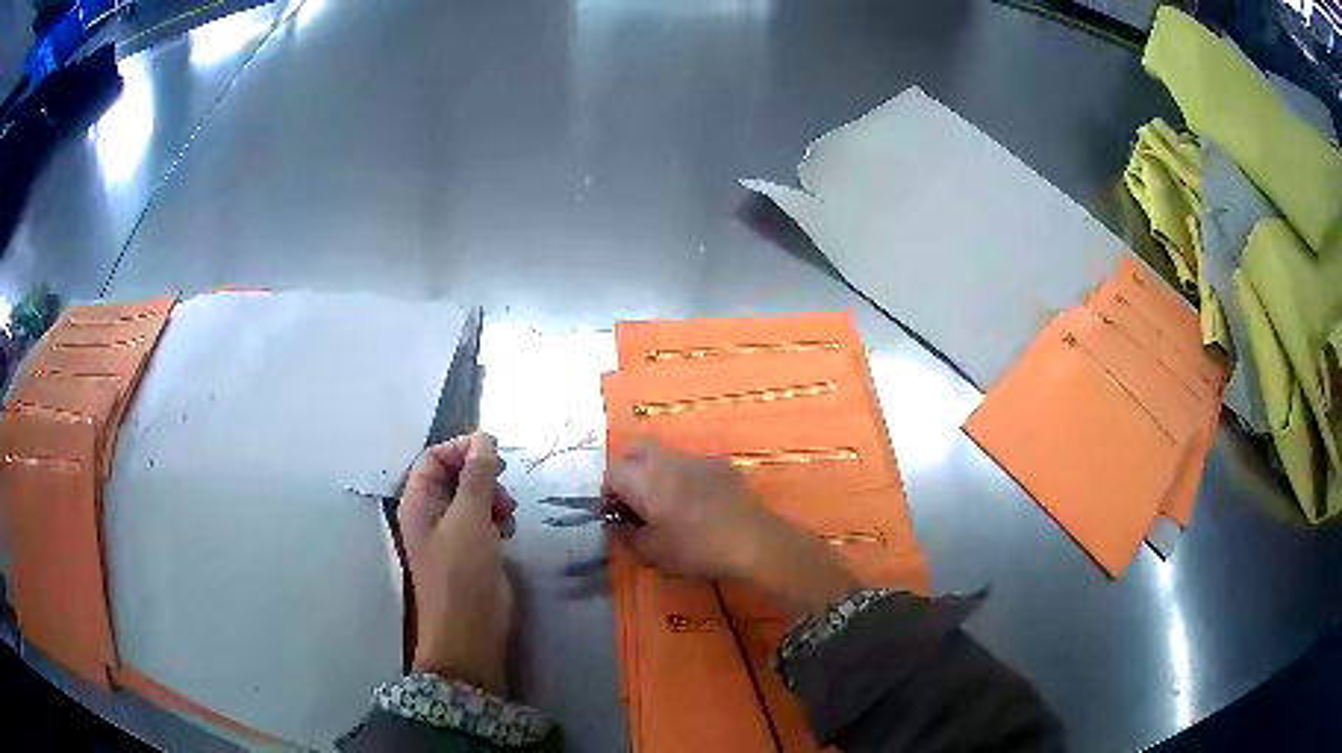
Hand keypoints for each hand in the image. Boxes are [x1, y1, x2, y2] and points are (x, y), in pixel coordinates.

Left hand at [399, 432, 516, 694]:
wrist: (470, 633)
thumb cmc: (462, 572)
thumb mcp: (470, 518)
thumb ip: (477, 475)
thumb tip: (484, 437)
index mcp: (418, 502)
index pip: (434, 457)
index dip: (462, 449)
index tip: (495, 452)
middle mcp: (431, 514)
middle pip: (455, 476)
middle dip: (482, 476)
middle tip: (504, 487)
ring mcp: (451, 535)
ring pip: (473, 499)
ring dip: (493, 498)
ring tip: (508, 514)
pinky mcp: (471, 553)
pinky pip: (483, 521)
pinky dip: (497, 519)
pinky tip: (508, 532)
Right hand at [605, 439, 855, 614]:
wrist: (753, 541)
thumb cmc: (696, 548)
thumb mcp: (652, 553)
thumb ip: (627, 537)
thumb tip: (617, 527)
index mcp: (644, 479)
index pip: (611, 473)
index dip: (608, 494)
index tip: (615, 516)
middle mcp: (666, 459)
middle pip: (635, 452)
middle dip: (629, 472)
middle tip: (634, 502)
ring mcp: (696, 458)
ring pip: (664, 455)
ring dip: (656, 473)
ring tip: (664, 505)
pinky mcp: (720, 464)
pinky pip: (690, 464)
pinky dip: (683, 477)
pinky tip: (695, 503)